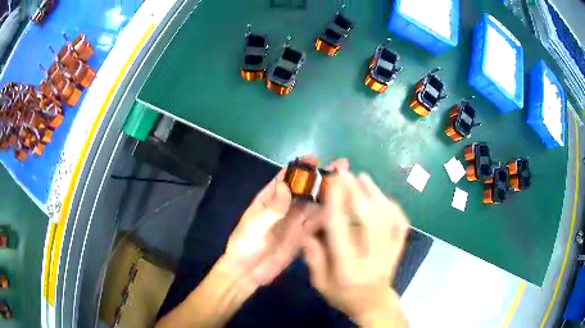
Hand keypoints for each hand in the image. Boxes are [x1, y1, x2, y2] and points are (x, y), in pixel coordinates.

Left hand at [222, 156, 348, 286]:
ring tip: (346, 183)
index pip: (285, 178)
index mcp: (268, 200)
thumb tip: (286, 184)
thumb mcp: (255, 225)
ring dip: (328, 194)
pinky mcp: (301, 237)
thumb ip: (273, 208)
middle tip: (340, 166)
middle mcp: (284, 208)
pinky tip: (342, 208)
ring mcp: (294, 222)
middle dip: (320, 178)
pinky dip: (327, 215)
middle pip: (304, 190)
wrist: (247, 273)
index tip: (315, 158)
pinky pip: (316, 223)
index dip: (299, 168)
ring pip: (313, 205)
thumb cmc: (245, 245)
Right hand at [302, 172, 409, 326]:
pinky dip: (393, 207)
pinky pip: (401, 223)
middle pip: (367, 220)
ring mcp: (389, 251)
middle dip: (356, 193)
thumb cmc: (343, 295)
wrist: (374, 303)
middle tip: (345, 173)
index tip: (331, 184)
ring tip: (363, 177)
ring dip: (374, 194)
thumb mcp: (320, 283)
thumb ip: (313, 258)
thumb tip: (307, 232)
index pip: (341, 231)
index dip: (336, 204)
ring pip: (386, 218)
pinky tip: (382, 196)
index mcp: (348, 267)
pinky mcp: (399, 248)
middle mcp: (371, 257)